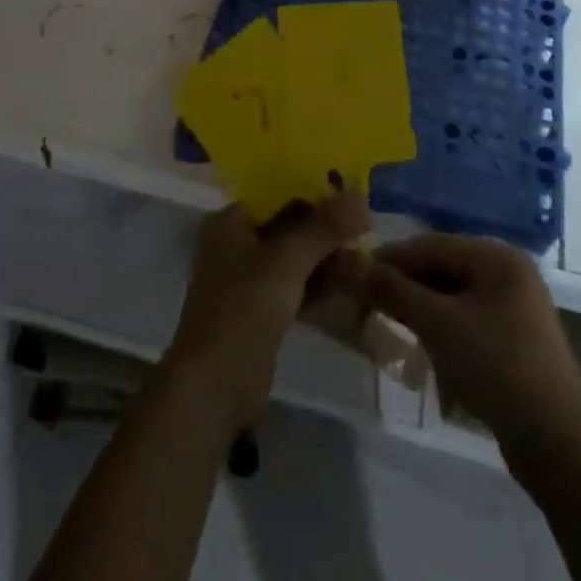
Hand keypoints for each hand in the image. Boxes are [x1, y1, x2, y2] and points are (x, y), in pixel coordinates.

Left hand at [164, 197, 367, 433]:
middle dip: (326, 230)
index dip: (315, 192)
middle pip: (288, 226)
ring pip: (295, 258)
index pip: (278, 193)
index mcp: (231, 221)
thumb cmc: (243, 311)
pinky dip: (319, 287)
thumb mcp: (286, 262)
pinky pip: (295, 287)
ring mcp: (248, 280)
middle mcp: (237, 244)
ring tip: (366, 261)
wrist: (214, 388)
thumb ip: (323, 228)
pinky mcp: (261, 312)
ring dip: (326, 260)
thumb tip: (360, 196)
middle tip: (367, 231)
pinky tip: (351, 289)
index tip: (353, 197)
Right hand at [364, 234, 580, 460]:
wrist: (558, 446)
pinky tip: (419, 338)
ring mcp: (516, 308)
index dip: (391, 256)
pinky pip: (468, 317)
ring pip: (454, 294)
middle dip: (405, 280)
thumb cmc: (497, 368)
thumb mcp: (439, 325)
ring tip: (385, 315)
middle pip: (444, 266)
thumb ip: (395, 290)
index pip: (433, 244)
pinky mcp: (516, 340)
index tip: (355, 270)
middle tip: (365, 296)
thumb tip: (353, 265)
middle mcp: (510, 273)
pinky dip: (441, 323)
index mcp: (498, 258)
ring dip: (420, 303)